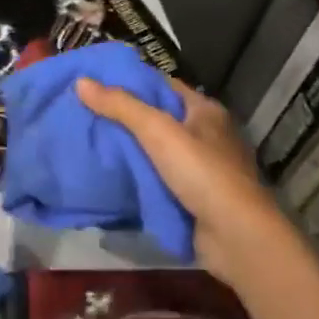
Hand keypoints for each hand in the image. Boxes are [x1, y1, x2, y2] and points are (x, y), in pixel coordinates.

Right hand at [75, 76, 280, 281]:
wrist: (236, 236)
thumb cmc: (202, 172)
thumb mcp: (158, 130)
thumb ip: (120, 106)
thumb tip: (81, 82)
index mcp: (205, 111)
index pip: (163, 86)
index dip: (131, 82)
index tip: (95, 84)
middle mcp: (207, 135)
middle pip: (158, 118)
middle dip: (124, 117)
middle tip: (84, 113)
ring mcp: (202, 169)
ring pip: (157, 151)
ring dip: (129, 149)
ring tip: (89, 141)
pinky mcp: (195, 197)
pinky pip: (159, 179)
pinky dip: (138, 176)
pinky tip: (111, 175)